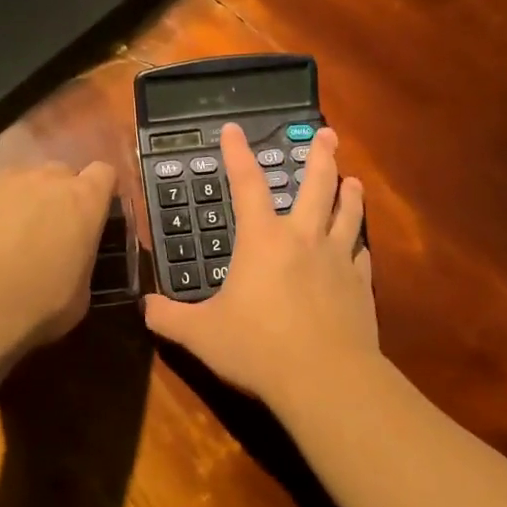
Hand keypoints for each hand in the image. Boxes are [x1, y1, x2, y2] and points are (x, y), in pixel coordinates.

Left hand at [0, 160, 117, 356]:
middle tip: (47, 230)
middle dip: (56, 196)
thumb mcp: (78, 295)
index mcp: (84, 201)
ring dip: (17, 202)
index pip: (103, 175)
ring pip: (17, 182)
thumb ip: (80, 264)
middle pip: (59, 174)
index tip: (92, 212)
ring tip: (3, 238)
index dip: (99, 191)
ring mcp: (1, 179)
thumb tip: (71, 262)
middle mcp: (45, 179)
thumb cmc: (36, 304)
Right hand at [144, 124, 376, 415]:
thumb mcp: (200, 334)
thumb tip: (145, 307)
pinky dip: (359, 244)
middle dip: (321, 156)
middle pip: (316, 186)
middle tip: (328, 134)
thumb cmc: (257, 348)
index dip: (237, 154)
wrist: (325, 377)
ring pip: (347, 214)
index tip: (233, 129)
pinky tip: (360, 245)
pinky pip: (361, 255)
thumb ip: (169, 318)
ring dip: (349, 193)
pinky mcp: (360, 286)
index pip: (246, 184)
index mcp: (262, 240)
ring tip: (353, 179)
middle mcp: (303, 239)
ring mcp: (337, 260)